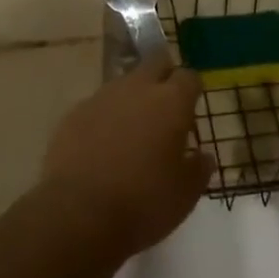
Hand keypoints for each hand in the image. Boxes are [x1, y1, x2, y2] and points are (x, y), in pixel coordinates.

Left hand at [41, 54, 214, 256]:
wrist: (77, 214)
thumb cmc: (142, 203)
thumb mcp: (185, 195)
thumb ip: (198, 169)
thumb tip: (203, 156)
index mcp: (172, 102)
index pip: (189, 77)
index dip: (191, 90)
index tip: (190, 109)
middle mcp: (138, 87)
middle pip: (155, 62)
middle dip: (163, 77)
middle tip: (164, 107)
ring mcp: (103, 96)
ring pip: (124, 83)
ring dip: (132, 98)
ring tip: (131, 132)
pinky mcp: (74, 113)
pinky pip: (97, 106)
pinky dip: (104, 118)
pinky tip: (101, 147)